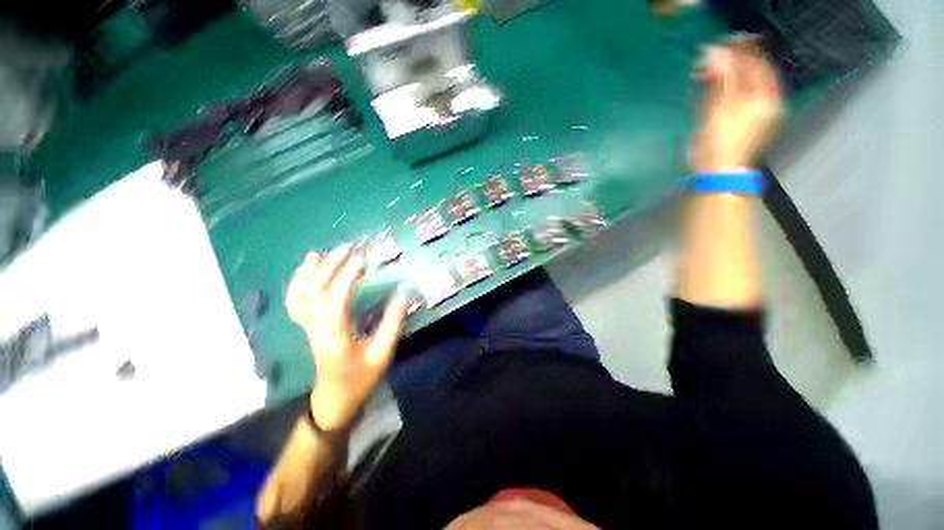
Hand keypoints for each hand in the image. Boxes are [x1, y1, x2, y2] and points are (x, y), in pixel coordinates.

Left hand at [285, 246, 407, 429]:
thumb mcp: (382, 354)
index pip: (335, 301)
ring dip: (308, 273)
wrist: (335, 398)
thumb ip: (392, 324)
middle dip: (330, 268)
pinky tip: (307, 271)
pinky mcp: (307, 327)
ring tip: (320, 254)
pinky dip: (298, 284)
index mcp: (334, 337)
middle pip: (315, 292)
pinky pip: (295, 303)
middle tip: (347, 249)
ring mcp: (308, 328)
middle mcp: (316, 329)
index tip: (361, 261)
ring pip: (299, 296)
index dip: (346, 278)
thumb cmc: (361, 378)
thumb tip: (403, 296)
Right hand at [689, 40, 782, 173]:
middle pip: (752, 73)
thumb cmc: (719, 141)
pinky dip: (727, 90)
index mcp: (766, 96)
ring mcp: (758, 113)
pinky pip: (740, 98)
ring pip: (745, 85)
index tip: (719, 45)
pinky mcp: (746, 123)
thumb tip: (715, 51)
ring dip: (727, 76)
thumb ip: (721, 78)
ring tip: (708, 73)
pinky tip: (715, 90)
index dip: (738, 51)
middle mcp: (767, 102)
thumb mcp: (719, 107)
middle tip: (709, 60)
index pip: (755, 63)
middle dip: (732, 64)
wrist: (718, 172)